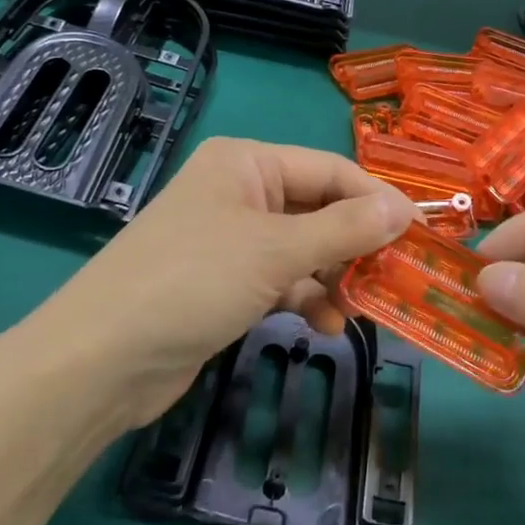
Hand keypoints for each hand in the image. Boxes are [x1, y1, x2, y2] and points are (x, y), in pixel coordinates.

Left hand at [23, 138, 412, 428]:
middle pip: (320, 211)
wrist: (101, 361)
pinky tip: (325, 326)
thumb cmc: (192, 282)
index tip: (422, 236)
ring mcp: (231, 242)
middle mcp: (240, 194)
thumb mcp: (276, 251)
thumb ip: (345, 230)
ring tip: (360, 311)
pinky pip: (282, 282)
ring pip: (305, 251)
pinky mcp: (225, 285)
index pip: (332, 171)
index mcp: (247, 164)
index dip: (379, 201)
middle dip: (357, 246)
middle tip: (397, 280)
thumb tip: (405, 209)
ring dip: (335, 278)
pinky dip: (306, 300)